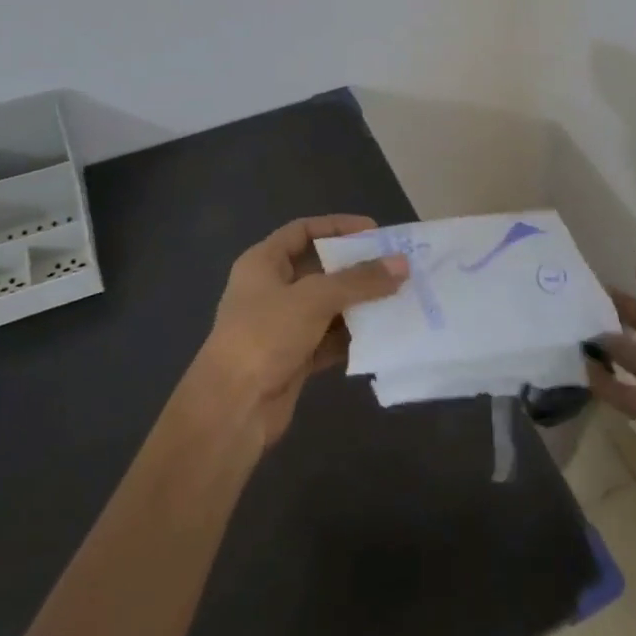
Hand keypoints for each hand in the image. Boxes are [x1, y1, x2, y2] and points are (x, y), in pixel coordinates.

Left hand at [196, 215, 407, 447]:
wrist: (232, 408)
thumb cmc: (265, 335)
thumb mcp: (315, 298)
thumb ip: (360, 280)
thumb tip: (402, 264)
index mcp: (263, 263)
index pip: (303, 231)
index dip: (337, 226)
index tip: (374, 231)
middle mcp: (271, 290)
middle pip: (320, 269)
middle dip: (356, 268)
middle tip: (395, 266)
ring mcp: (282, 326)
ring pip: (328, 306)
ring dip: (359, 304)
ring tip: (398, 298)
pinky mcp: (294, 358)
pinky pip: (330, 339)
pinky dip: (353, 337)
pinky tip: (382, 334)